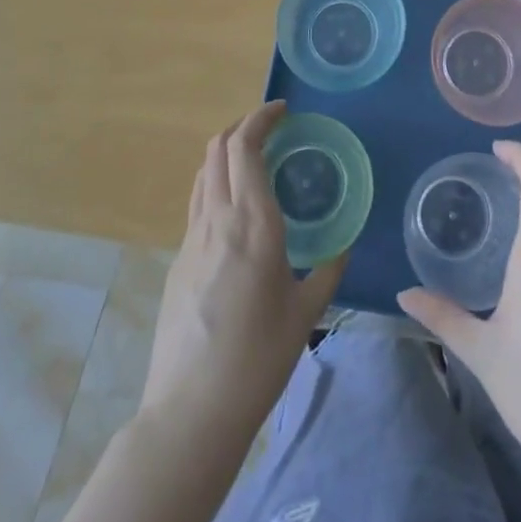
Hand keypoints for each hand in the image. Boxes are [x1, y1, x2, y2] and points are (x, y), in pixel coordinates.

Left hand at [139, 102, 344, 444]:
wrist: (192, 411)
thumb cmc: (258, 359)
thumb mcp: (306, 313)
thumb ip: (327, 271)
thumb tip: (342, 246)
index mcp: (252, 223)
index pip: (245, 147)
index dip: (261, 118)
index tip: (283, 110)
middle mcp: (217, 219)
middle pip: (217, 148)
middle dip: (242, 125)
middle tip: (271, 127)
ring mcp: (191, 239)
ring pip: (203, 172)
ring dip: (226, 152)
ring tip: (253, 159)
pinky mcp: (177, 261)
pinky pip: (197, 203)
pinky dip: (216, 184)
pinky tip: (235, 210)